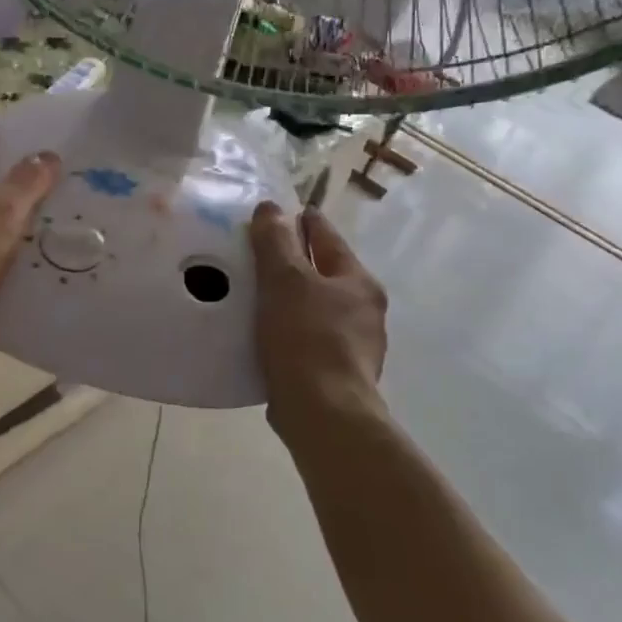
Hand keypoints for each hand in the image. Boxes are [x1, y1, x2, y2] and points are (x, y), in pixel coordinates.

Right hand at [249, 201, 388, 437]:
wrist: (323, 414)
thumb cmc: (306, 338)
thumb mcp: (285, 280)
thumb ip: (275, 241)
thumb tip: (270, 208)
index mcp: (358, 281)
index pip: (327, 237)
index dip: (303, 221)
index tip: (279, 213)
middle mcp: (364, 310)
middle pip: (325, 272)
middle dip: (296, 262)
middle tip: (258, 254)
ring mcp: (355, 345)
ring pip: (317, 307)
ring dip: (292, 299)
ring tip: (257, 295)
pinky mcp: (338, 373)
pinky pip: (310, 338)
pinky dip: (291, 330)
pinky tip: (267, 336)